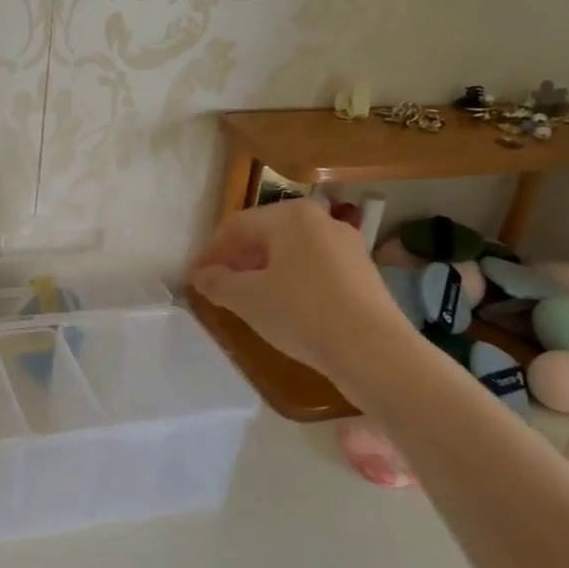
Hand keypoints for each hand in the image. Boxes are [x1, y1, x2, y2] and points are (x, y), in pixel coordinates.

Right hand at [190, 200, 411, 375]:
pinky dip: (289, 281)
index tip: (194, 278)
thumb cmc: (301, 313)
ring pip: (290, 252)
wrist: (374, 351)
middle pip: (264, 236)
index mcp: (290, 216)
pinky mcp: (361, 273)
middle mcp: (320, 220)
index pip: (236, 226)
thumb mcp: (247, 299)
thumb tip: (201, 275)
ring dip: (262, 272)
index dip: (210, 252)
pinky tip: (282, 308)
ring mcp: (346, 245)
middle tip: (217, 288)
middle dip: (237, 261)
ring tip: (246, 300)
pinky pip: (312, 268)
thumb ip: (217, 282)